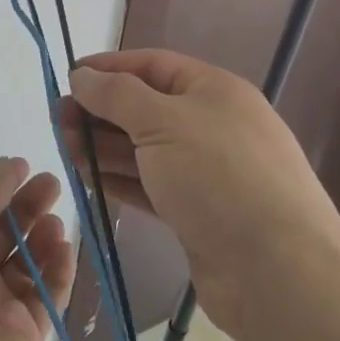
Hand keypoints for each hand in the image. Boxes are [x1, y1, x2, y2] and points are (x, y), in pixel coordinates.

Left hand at [0, 157, 73, 340]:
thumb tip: (9, 164)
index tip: (25, 166)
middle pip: (5, 234)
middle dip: (28, 208)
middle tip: (53, 184)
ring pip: (27, 264)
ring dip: (43, 239)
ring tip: (58, 221)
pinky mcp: (26, 336)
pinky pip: (46, 296)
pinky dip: (58, 272)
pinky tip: (67, 250)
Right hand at [61, 49, 339, 329]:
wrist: (281, 275)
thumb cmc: (220, 178)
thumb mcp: (163, 122)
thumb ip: (116, 94)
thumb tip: (81, 75)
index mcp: (213, 90)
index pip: (151, 65)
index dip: (108, 68)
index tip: (67, 77)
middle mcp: (212, 125)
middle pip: (144, 107)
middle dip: (100, 110)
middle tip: (59, 120)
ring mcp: (207, 172)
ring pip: (144, 148)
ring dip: (103, 146)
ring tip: (64, 148)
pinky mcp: (198, 213)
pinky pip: (150, 184)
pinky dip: (119, 179)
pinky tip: (88, 178)